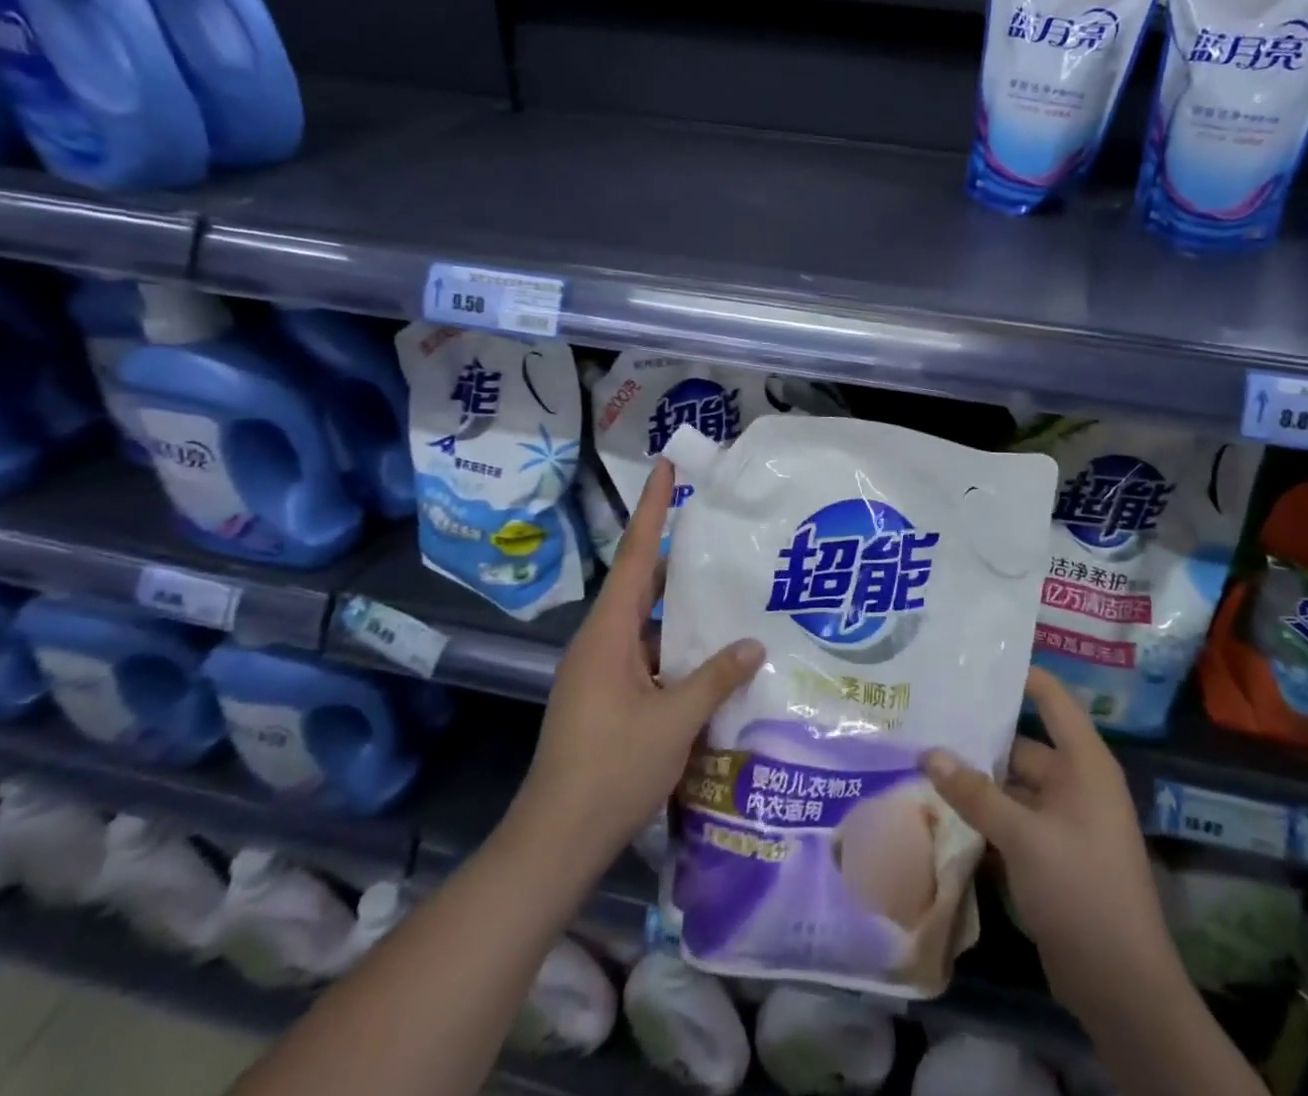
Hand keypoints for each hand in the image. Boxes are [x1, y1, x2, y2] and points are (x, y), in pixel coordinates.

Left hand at [508, 457, 762, 869]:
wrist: (555, 842)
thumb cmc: (611, 771)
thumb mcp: (673, 722)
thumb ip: (714, 677)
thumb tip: (752, 643)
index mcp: (609, 633)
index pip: (636, 555)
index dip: (651, 508)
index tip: (664, 466)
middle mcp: (601, 642)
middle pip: (641, 581)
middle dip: (674, 551)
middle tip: (715, 526)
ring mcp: (601, 671)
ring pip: (646, 620)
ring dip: (679, 604)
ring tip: (724, 585)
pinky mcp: (607, 696)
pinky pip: (647, 652)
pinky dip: (675, 643)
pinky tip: (710, 652)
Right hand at [923, 668, 1173, 1022]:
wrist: (1121, 986)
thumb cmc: (1080, 889)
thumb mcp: (1023, 836)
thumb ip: (974, 793)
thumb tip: (929, 754)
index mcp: (1084, 763)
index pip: (1051, 699)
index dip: (1019, 675)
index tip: (974, 660)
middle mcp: (1075, 783)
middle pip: (1022, 744)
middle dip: (978, 737)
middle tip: (929, 717)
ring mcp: (1063, 821)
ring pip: (1012, 785)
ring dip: (976, 780)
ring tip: (923, 758)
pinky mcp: (1051, 854)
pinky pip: (1012, 820)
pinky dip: (984, 815)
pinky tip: (941, 809)